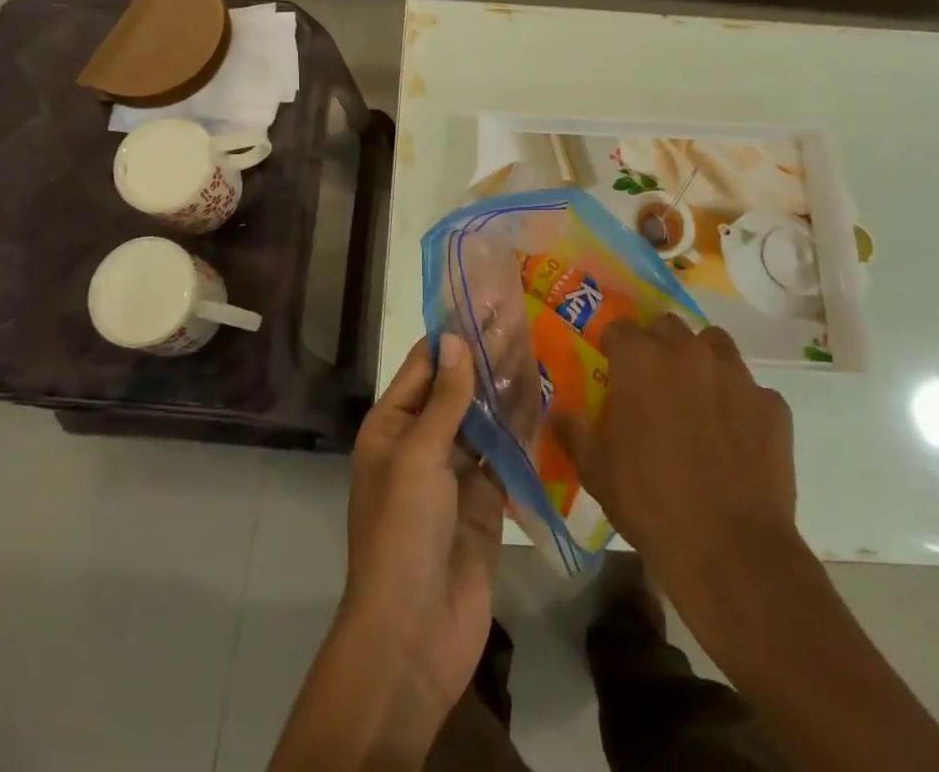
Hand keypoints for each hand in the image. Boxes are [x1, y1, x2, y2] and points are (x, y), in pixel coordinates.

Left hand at [340, 335, 504, 728]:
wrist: (414, 635)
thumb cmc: (403, 532)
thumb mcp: (419, 456)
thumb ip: (445, 399)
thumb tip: (456, 338)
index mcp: (392, 426)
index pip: (425, 365)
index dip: (454, 334)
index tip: (487, 302)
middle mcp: (421, 443)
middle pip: (457, 389)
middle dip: (486, 359)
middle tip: (525, 320)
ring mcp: (454, 475)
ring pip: (483, 421)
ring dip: (506, 392)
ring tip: (541, 352)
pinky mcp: (484, 505)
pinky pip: (503, 459)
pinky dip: (521, 434)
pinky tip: (546, 405)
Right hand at [554, 316, 800, 607]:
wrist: (733, 553)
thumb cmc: (651, 504)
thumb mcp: (596, 472)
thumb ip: (575, 432)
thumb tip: (559, 414)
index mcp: (640, 360)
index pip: (619, 329)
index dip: (614, 348)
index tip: (613, 371)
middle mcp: (687, 352)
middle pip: (667, 326)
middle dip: (658, 347)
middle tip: (653, 385)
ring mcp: (735, 375)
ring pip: (714, 345)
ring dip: (701, 361)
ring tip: (697, 399)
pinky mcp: (772, 405)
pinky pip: (751, 390)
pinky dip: (740, 404)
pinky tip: (736, 438)